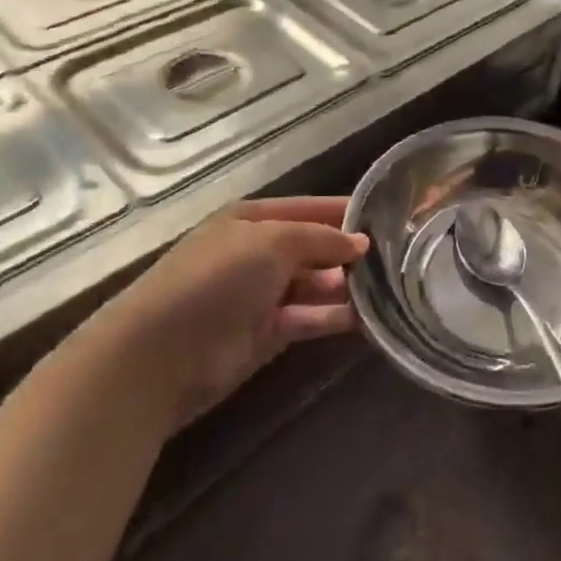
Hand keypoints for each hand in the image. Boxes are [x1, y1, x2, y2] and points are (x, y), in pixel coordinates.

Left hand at [114, 197, 367, 426]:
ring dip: (345, 286)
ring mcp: (262, 295)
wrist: (162, 352)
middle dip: (348, 251)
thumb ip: (321, 238)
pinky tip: (368, 317)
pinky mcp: (267, 334)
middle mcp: (258, 253)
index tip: (387, 218)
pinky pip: (309, 318)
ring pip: (314, 285)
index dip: (343, 212)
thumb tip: (361, 243)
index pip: (308, 208)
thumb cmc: (218, 277)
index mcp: (252, 219)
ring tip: (390, 286)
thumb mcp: (273, 241)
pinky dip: (334, 317)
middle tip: (398, 257)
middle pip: (313, 247)